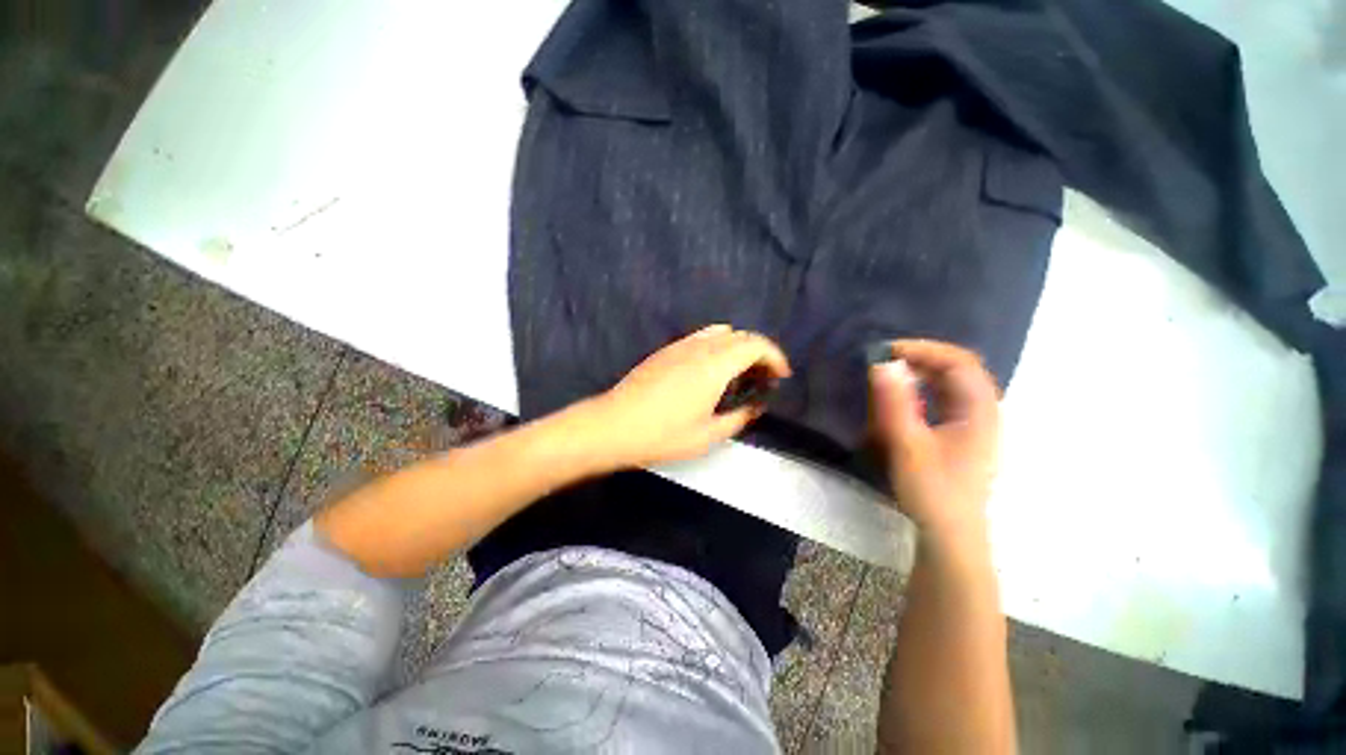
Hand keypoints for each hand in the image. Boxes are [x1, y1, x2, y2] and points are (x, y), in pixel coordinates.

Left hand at [585, 324, 791, 467]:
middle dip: (759, 352)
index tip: (781, 375)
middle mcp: (700, 347)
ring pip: (719, 332)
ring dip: (737, 346)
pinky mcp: (666, 351)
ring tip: (739, 372)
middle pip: (740, 335)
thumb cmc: (663, 434)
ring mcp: (680, 346)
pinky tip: (710, 370)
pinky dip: (717, 345)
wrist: (614, 425)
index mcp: (714, 365)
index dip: (774, 356)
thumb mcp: (708, 435)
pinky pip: (700, 337)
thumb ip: (738, 418)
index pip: (755, 345)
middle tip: (763, 377)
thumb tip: (754, 407)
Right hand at [869, 340, 1000, 541]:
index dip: (925, 349)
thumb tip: (882, 363)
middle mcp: (982, 412)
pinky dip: (924, 390)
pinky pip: (945, 401)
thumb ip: (895, 403)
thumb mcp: (908, 445)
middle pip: (959, 370)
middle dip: (922, 358)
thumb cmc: (932, 490)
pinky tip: (904, 398)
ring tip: (891, 374)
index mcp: (979, 411)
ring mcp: (974, 426)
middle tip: (885, 360)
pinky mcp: (962, 437)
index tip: (888, 350)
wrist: (950, 535)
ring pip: (952, 385)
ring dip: (922, 373)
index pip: (960, 362)